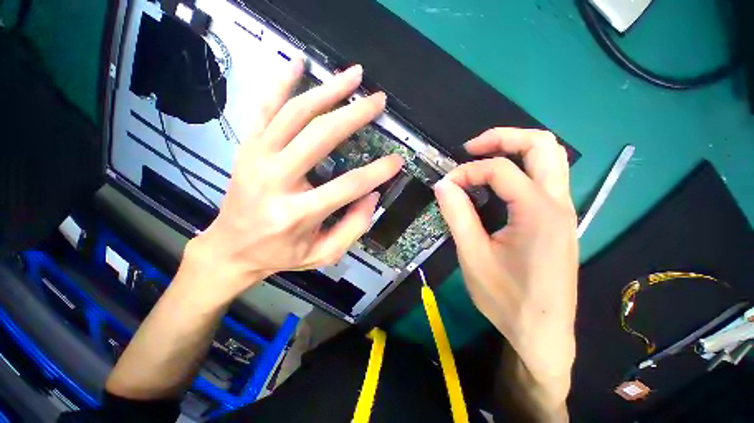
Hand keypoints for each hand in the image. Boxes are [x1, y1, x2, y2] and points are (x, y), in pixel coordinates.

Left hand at [183, 59, 402, 304]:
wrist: (232, 248)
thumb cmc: (281, 254)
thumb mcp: (323, 253)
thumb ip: (353, 227)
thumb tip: (372, 195)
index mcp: (298, 213)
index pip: (348, 185)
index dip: (377, 172)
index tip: (397, 161)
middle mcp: (276, 180)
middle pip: (321, 136)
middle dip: (354, 115)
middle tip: (378, 101)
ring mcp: (258, 158)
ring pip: (295, 113)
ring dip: (328, 90)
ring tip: (354, 75)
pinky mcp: (248, 148)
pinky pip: (264, 107)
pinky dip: (281, 82)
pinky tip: (299, 62)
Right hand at [434, 128, 577, 410]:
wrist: (542, 333)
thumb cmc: (506, 298)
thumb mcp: (473, 255)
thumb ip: (457, 214)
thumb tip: (443, 184)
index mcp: (539, 212)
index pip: (501, 169)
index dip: (467, 171)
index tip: (446, 185)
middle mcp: (559, 203)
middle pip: (542, 145)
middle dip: (503, 137)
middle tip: (471, 148)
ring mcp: (563, 211)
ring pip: (549, 158)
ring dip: (514, 150)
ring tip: (482, 159)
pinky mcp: (558, 220)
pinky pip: (544, 178)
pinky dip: (519, 169)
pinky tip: (497, 184)